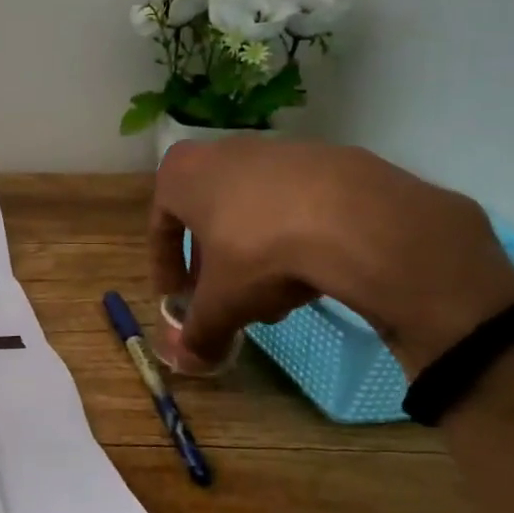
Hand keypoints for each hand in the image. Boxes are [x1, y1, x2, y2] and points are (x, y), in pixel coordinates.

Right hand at [150, 139, 513, 375]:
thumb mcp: (221, 304)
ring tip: (273, 297)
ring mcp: (276, 151)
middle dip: (214, 262)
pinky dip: (293, 238)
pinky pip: (294, 206)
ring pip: (252, 212)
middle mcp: (222, 152)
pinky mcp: (326, 159)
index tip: (177, 297)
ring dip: (254, 254)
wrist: (353, 219)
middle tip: (224, 297)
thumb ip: (200, 332)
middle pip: (208, 216)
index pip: (160, 225)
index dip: (165, 267)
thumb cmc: (258, 252)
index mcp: (182, 175)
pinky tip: (310, 273)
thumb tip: (189, 361)